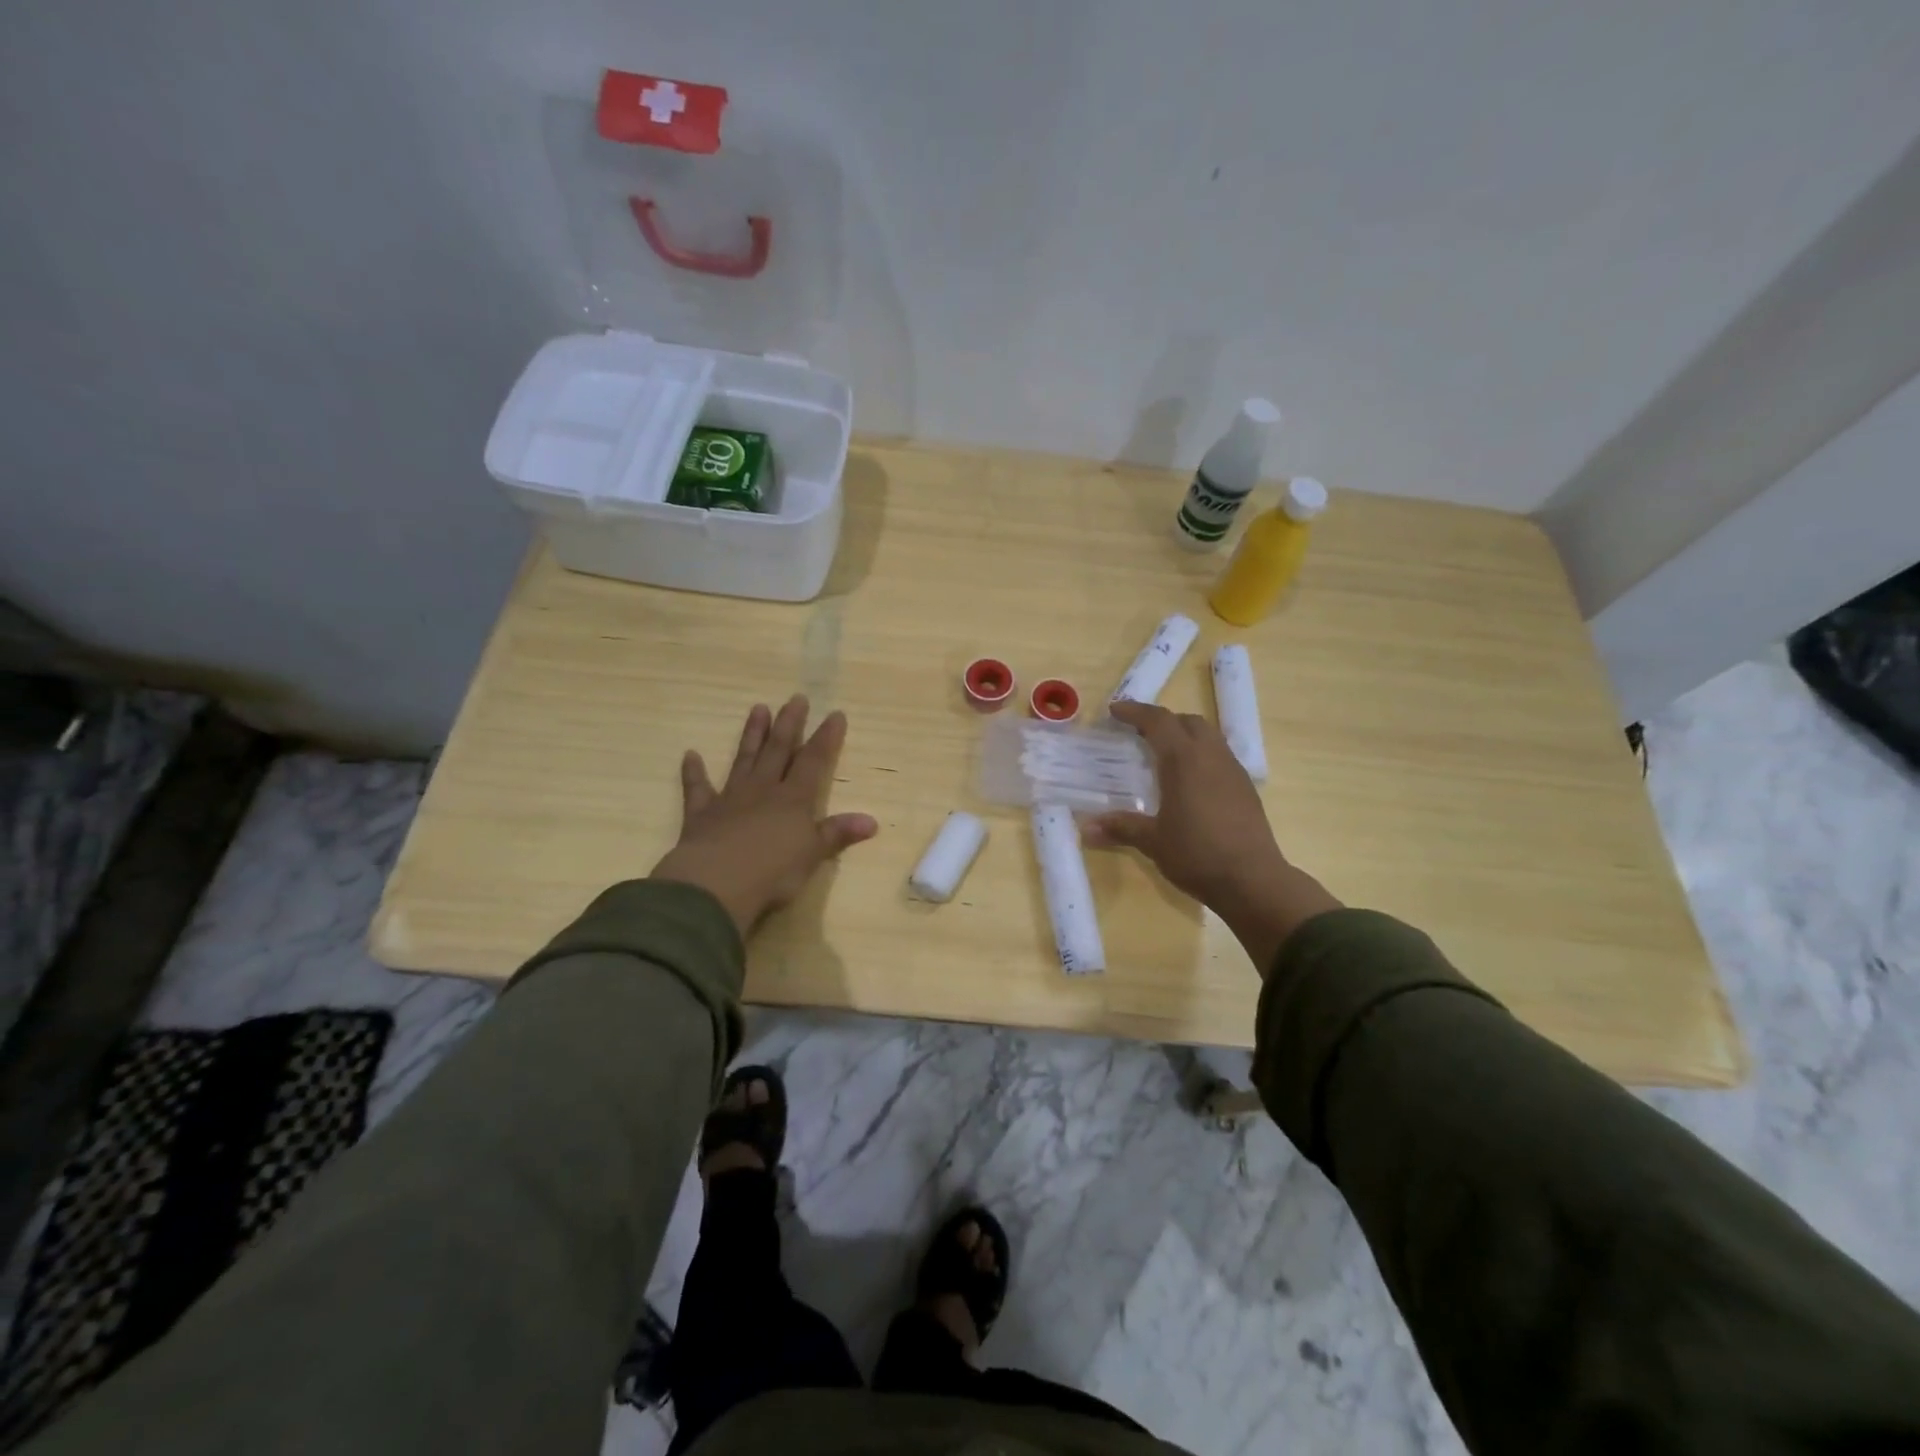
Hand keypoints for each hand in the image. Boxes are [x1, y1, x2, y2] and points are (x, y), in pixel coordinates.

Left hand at [651, 696, 877, 937]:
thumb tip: (871, 821)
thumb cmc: (772, 872)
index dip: (826, 738)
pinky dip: (693, 772)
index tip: (835, 714)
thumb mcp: (813, 855)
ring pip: (744, 759)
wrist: (716, 884)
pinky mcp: (701, 814)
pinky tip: (690, 755)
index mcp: (794, 799)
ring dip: (752, 735)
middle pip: (778, 750)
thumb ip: (838, 834)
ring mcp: (730, 799)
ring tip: (758, 708)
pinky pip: (697, 788)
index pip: (814, 761)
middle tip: (795, 698)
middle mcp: (763, 790)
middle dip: (789, 724)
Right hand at [1086, 700, 1340, 972]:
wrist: (1253, 880)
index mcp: (1184, 760)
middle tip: (1139, 733)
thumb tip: (1085, 828)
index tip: (1115, 710)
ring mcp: (1233, 771)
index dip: (1135, 712)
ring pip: (1209, 736)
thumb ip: (1121, 828)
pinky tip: (1191, 782)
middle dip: (1163, 721)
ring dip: (1185, 736)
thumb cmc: (1197, 854)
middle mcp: (1211, 756)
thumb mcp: (1153, 841)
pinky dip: (1201, 756)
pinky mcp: (1246, 788)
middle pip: (1188, 722)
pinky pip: (1220, 757)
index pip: (1158, 721)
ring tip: (1165, 755)